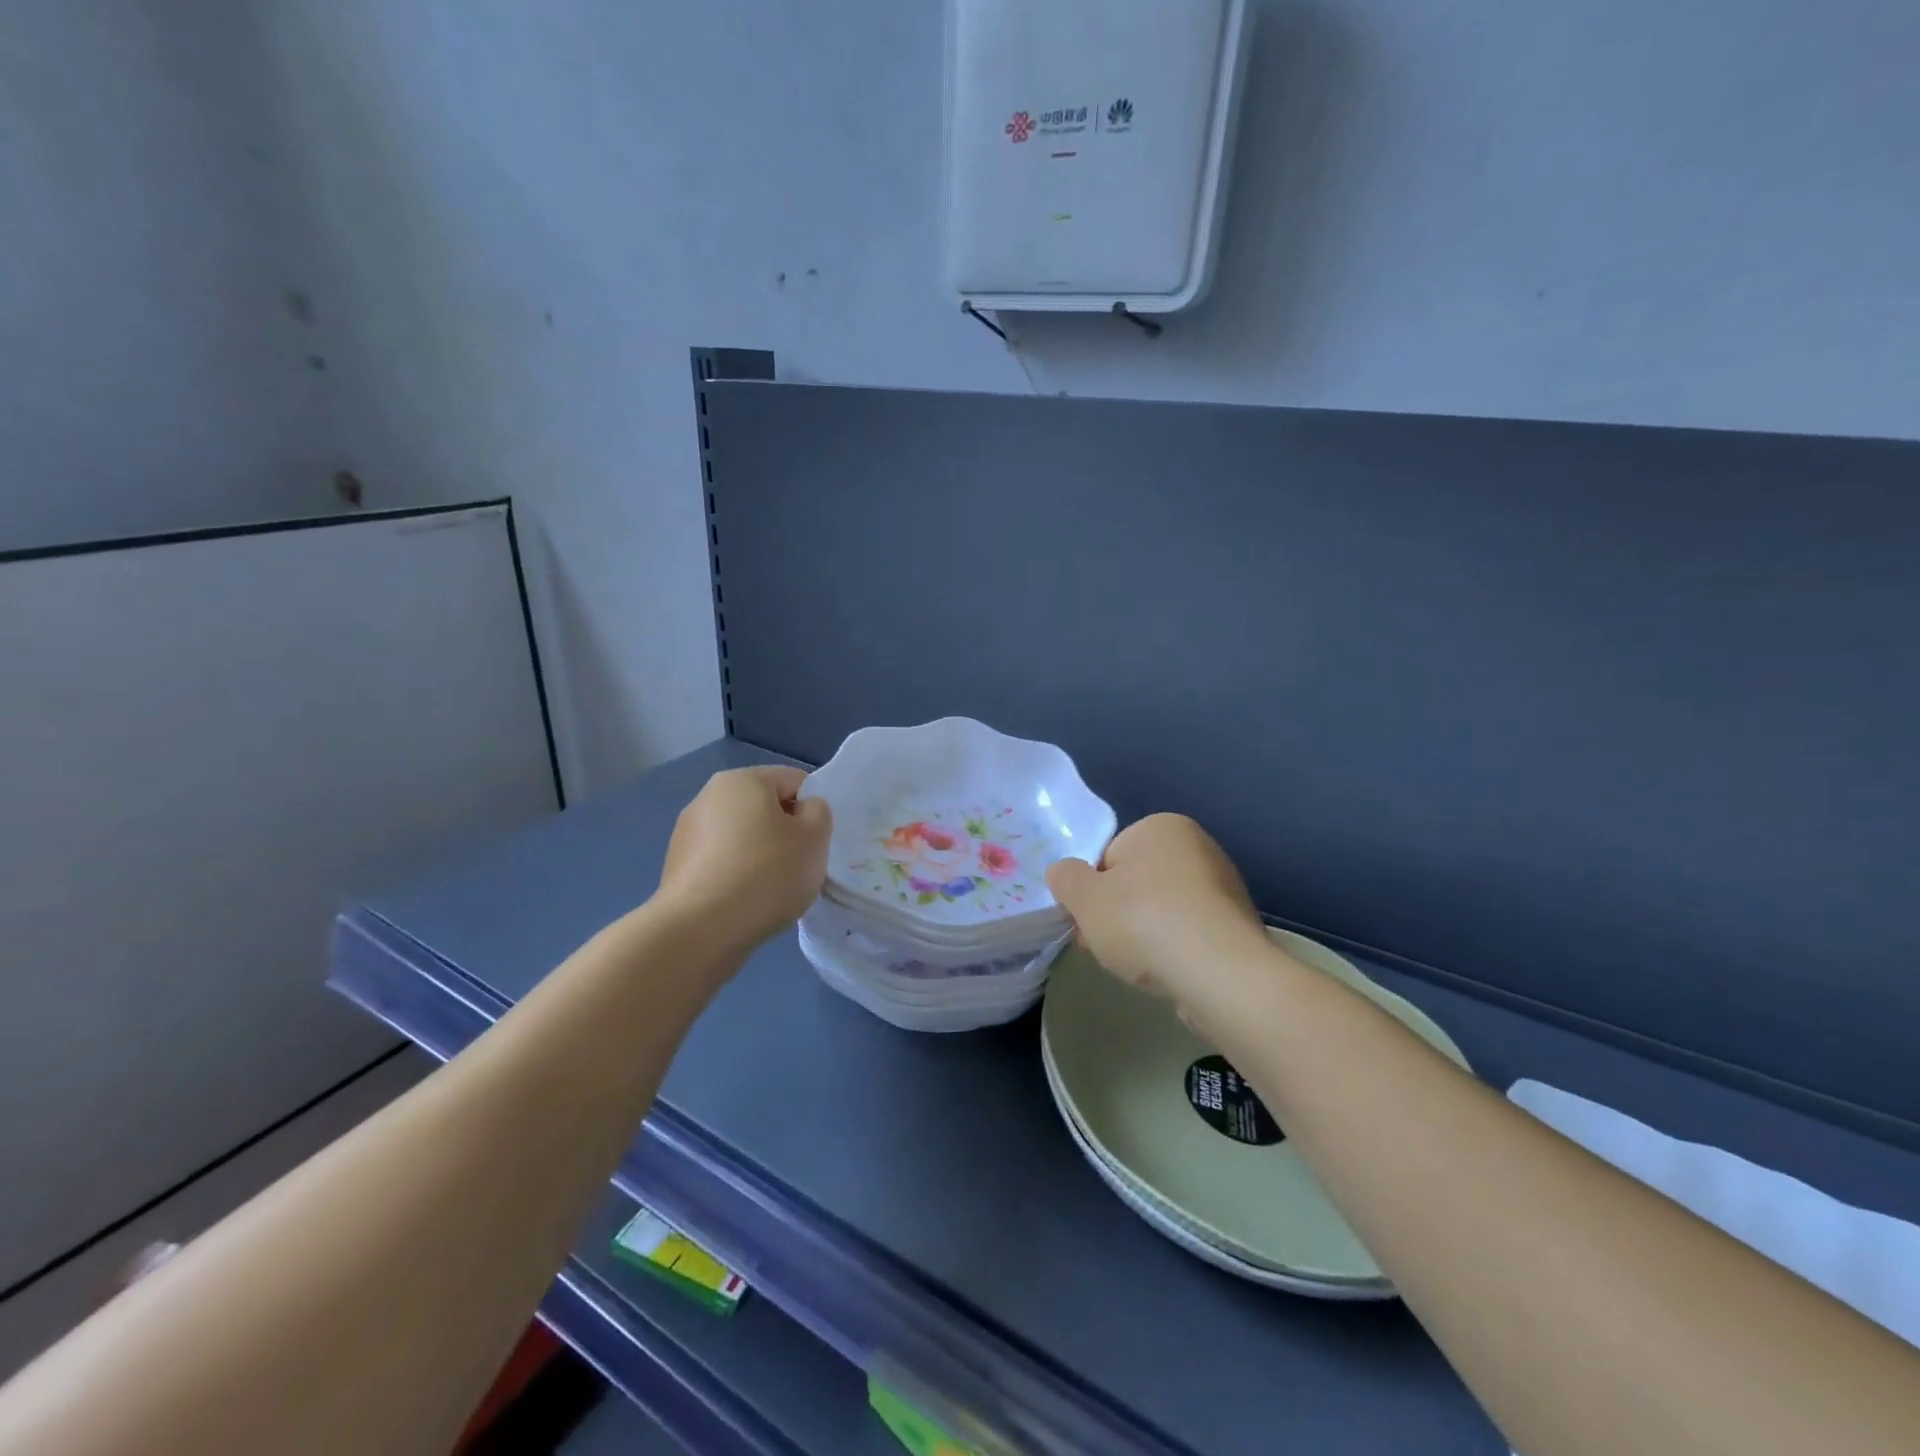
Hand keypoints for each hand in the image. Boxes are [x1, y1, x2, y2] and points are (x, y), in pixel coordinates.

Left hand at [657, 766, 831, 949]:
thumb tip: (802, 810)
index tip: (816, 842)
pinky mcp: (677, 867)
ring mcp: (687, 833)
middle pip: (765, 807)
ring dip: (761, 856)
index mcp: (742, 780)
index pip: (794, 781)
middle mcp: (708, 797)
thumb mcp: (814, 838)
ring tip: (770, 891)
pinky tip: (745, 903)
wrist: (700, 931)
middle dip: (785, 833)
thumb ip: (818, 812)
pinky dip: (738, 876)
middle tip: (799, 867)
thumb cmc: (766, 874)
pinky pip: (722, 863)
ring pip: (742, 837)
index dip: (813, 809)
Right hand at [1046, 814, 1270, 1024]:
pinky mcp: (1236, 924)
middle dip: (1117, 913)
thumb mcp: (1084, 898)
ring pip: (1162, 909)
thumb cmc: (1145, 922)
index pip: (1109, 856)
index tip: (1087, 921)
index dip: (1092, 891)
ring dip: (1144, 933)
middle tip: (1105, 946)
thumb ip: (1065, 878)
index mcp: (1162, 826)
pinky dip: (1174, 949)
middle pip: (1136, 882)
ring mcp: (1223, 886)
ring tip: (1137, 965)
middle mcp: (1198, 846)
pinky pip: (1189, 932)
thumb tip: (1064, 873)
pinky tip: (1169, 971)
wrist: (1220, 974)